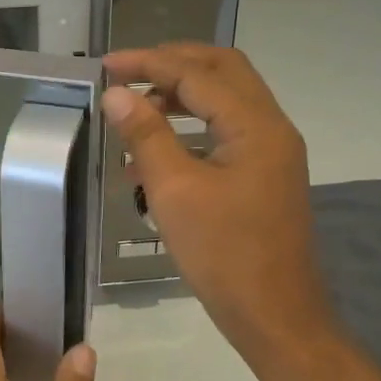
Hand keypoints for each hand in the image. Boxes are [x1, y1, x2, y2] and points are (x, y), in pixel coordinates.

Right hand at [101, 44, 337, 371]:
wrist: (274, 316)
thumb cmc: (223, 254)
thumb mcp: (174, 190)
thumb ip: (146, 134)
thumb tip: (116, 94)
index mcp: (255, 126)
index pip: (197, 74)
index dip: (149, 63)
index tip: (106, 65)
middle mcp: (271, 128)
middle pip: (222, 71)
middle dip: (172, 65)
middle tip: (128, 74)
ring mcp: (271, 152)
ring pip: (224, 101)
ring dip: (181, 96)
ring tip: (135, 113)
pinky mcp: (263, 175)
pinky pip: (225, 132)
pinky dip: (190, 128)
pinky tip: (153, 154)